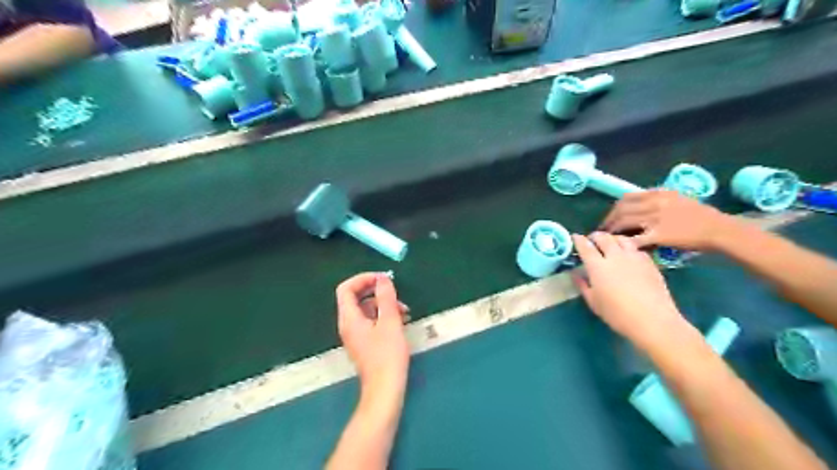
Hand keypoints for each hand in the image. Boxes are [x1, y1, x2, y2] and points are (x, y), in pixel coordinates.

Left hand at [335, 272, 411, 395]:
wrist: (385, 389)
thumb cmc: (387, 355)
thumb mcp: (390, 322)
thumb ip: (386, 298)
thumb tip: (383, 279)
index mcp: (349, 318)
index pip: (346, 289)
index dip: (363, 279)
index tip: (382, 279)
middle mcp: (348, 325)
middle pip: (355, 298)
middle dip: (375, 291)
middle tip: (395, 290)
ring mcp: (355, 335)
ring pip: (366, 309)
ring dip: (383, 304)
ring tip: (405, 309)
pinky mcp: (365, 342)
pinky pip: (371, 321)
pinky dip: (384, 316)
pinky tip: (402, 319)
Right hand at [577, 233, 686, 349]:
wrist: (653, 319)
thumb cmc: (617, 314)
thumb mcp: (594, 302)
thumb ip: (583, 285)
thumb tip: (576, 274)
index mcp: (597, 266)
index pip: (585, 246)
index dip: (578, 240)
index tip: (575, 237)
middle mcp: (615, 256)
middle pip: (603, 237)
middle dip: (595, 236)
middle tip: (591, 241)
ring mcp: (633, 257)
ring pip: (621, 239)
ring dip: (612, 239)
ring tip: (610, 244)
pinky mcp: (649, 262)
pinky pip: (635, 248)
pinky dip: (627, 247)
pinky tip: (627, 256)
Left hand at [602, 190, 737, 250]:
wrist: (718, 229)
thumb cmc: (701, 216)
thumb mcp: (678, 199)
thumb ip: (657, 200)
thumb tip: (639, 206)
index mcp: (658, 194)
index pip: (626, 198)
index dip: (614, 208)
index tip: (609, 216)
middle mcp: (654, 203)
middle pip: (621, 209)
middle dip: (608, 219)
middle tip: (602, 229)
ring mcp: (655, 218)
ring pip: (624, 222)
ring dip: (612, 230)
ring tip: (606, 238)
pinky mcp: (658, 234)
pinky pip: (635, 238)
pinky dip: (624, 242)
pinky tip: (619, 247)